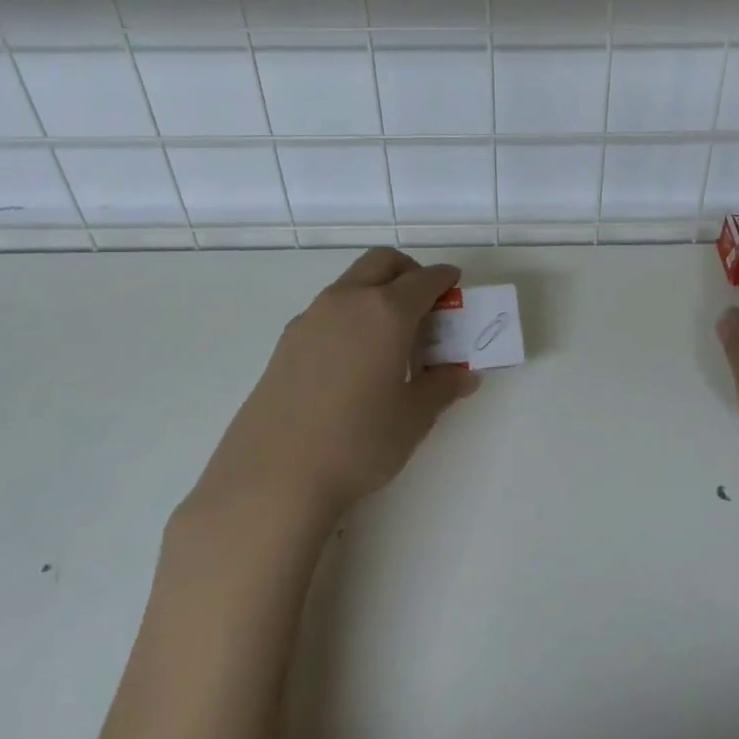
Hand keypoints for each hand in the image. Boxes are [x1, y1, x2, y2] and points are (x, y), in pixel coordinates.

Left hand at [189, 248, 480, 521]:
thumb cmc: (358, 442)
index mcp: (386, 312)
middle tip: (424, 304)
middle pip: (382, 262)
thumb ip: (442, 387)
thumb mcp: (413, 417)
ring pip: (351, 283)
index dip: (444, 278)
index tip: (455, 284)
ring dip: (376, 292)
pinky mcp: (286, 341)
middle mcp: (347, 301)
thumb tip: (464, 375)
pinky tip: (353, 360)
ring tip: (390, 338)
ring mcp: (311, 318)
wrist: (273, 477)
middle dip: (408, 272)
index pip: (424, 279)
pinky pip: (327, 310)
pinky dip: (350, 315)